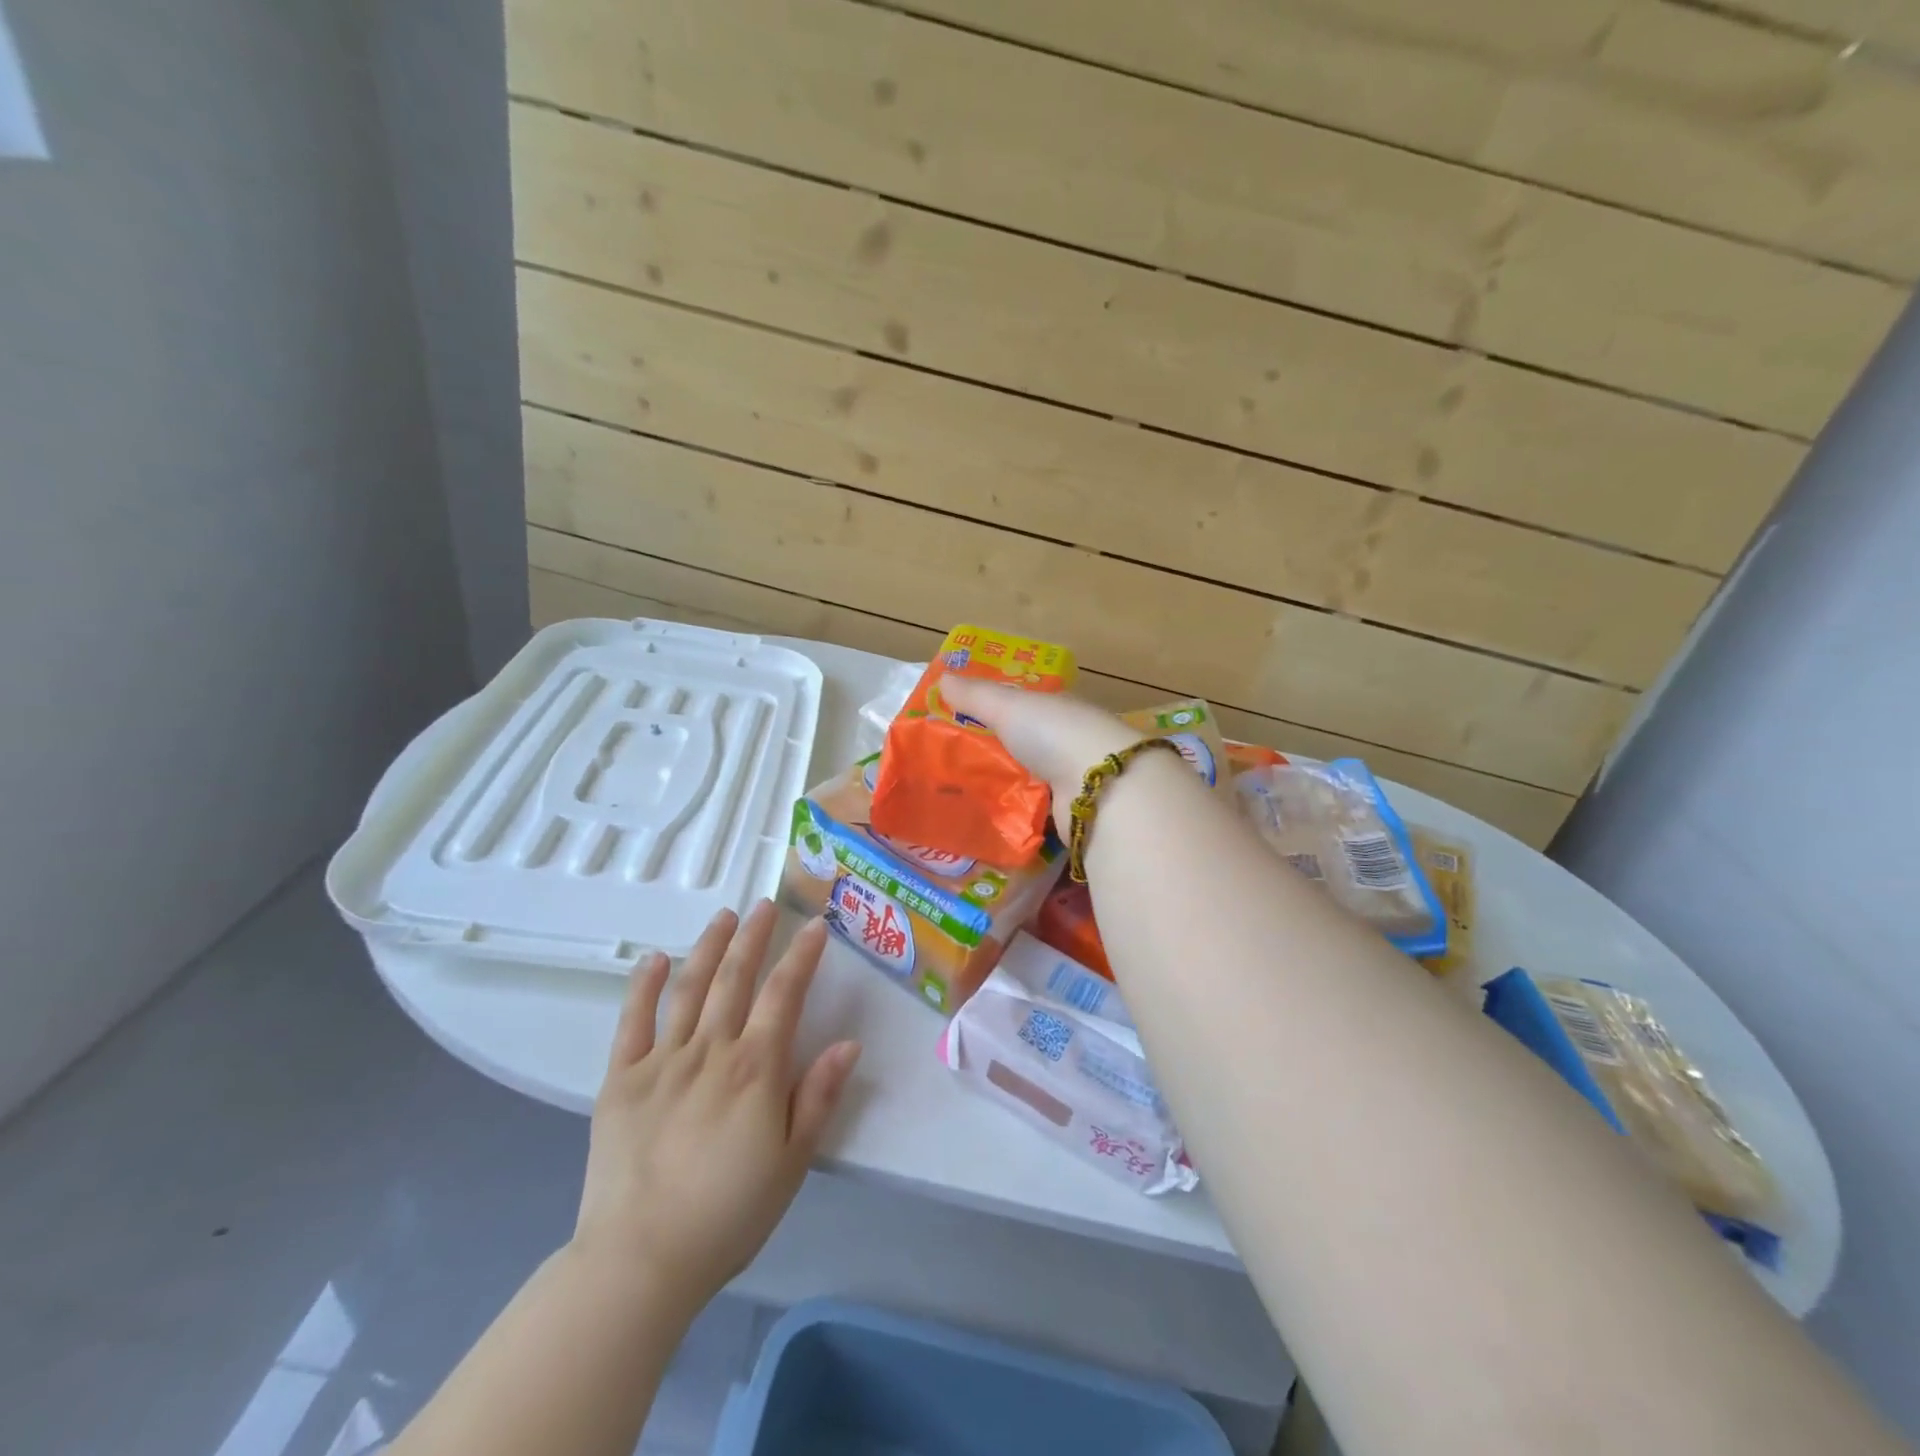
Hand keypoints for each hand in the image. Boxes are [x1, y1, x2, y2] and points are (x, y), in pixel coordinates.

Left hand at [570, 901, 860, 1314]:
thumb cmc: (728, 1214)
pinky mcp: (620, 1080)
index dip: (801, 956)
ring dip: (708, 947)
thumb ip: (819, 1096)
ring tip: (724, 916)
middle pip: (735, 978)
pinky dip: (645, 987)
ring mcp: (661, 1061)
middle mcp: (710, 1051)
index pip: (784, 994)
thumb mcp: (792, 1162)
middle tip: (764, 904)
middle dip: (754, 936)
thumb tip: (849, 1043)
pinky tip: (656, 959)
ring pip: (689, 988)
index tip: (815, 925)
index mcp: (755, 1069)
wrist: (640, 1261)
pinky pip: (633, 1022)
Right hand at [938, 676, 1141, 830]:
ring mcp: (1075, 779)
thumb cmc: (1055, 734)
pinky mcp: (1072, 814)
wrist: (1101, 790)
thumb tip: (942, 679)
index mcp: (1060, 708)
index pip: (1026, 706)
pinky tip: (989, 819)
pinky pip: (1036, 811)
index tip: (963, 720)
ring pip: (1031, 779)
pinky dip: (1017, 814)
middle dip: (997, 752)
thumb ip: (976, 695)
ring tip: (961, 794)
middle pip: (1027, 745)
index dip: (997, 710)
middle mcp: (1071, 741)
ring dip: (1006, 786)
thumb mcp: (1009, 707)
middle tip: (952, 763)